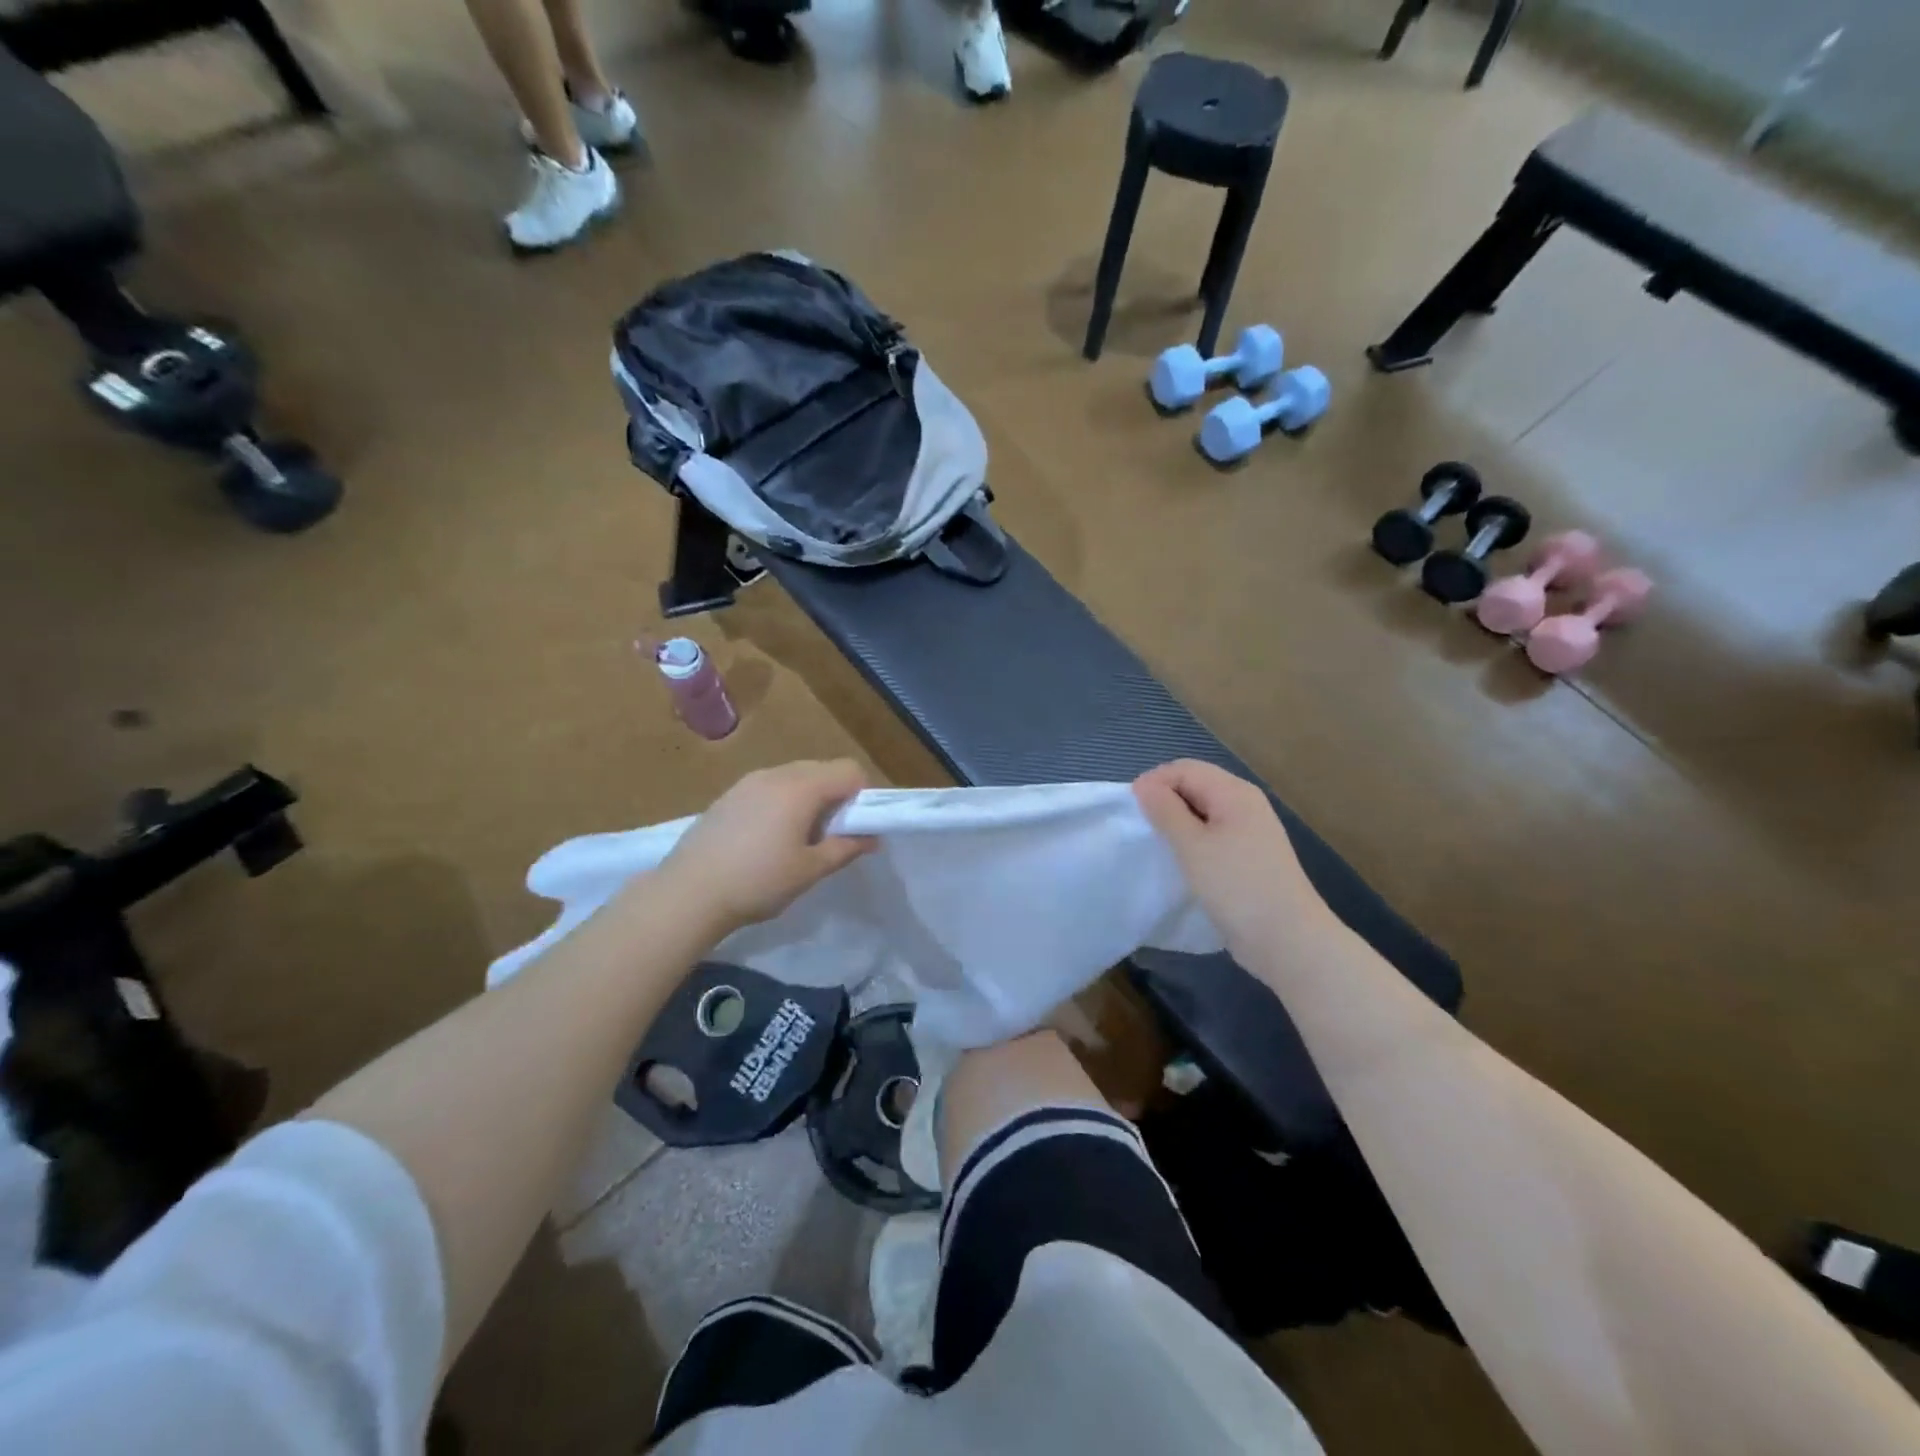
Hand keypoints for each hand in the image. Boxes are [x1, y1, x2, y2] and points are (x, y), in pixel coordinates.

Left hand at [655, 760, 876, 936]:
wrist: (688, 893)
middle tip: (830, 836)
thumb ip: (846, 848)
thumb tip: (872, 837)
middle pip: (822, 769)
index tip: (856, 826)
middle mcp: (776, 774)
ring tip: (798, 839)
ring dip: (809, 798)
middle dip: (836, 796)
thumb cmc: (758, 881)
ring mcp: (748, 782)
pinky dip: (782, 802)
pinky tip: (767, 838)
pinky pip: (770, 787)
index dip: (863, 795)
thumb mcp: (810, 870)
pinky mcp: (729, 795)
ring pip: (795, 777)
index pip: (850, 770)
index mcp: (802, 787)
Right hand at [1133, 760, 1334, 961]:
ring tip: (1157, 847)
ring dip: (1176, 823)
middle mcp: (1244, 804)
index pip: (1184, 769)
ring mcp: (1249, 832)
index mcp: (1234, 793)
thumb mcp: (1192, 846)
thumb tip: (1144, 785)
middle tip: (1141, 830)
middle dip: (1164, 801)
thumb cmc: (1237, 887)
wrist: (1288, 941)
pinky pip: (1212, 836)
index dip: (1154, 783)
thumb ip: (1165, 811)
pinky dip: (1191, 842)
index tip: (1132, 813)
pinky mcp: (1248, 858)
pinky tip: (1180, 863)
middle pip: (1195, 786)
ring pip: (1202, 812)